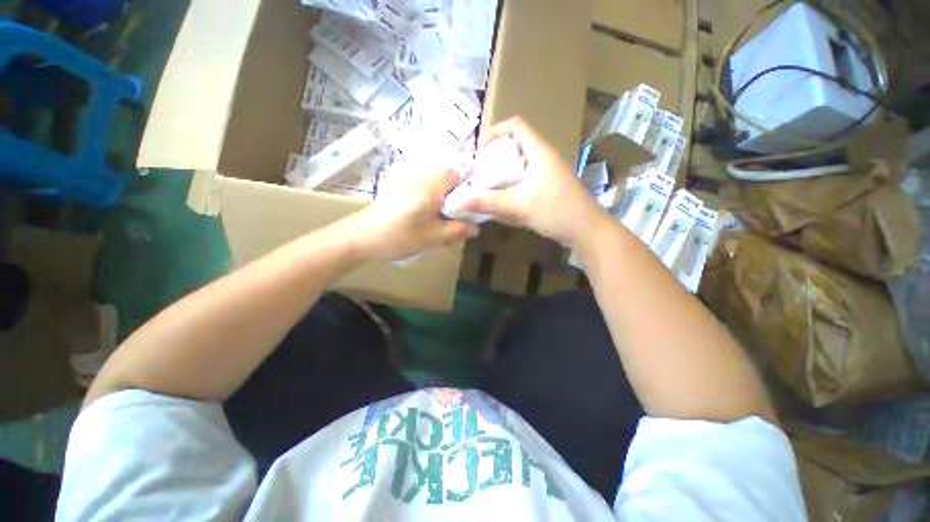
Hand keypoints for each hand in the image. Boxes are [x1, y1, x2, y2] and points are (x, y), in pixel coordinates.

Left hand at [346, 168, 478, 260]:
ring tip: (445, 232)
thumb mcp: (432, 237)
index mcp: (431, 187)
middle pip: (449, 184)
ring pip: (438, 194)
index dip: (470, 184)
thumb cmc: (398, 236)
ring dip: (445, 210)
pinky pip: (426, 199)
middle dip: (458, 203)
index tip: (476, 203)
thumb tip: (476, 228)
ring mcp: (410, 188)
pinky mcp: (402, 197)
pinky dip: (433, 212)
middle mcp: (421, 182)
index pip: (458, 172)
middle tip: (460, 224)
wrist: (359, 238)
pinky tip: (429, 230)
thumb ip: (456, 231)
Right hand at [465, 118, 608, 247]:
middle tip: (481, 171)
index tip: (480, 152)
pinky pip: (526, 177)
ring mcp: (549, 172)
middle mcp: (545, 157)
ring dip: (504, 170)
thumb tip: (464, 201)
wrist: (586, 230)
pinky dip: (513, 182)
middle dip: (496, 154)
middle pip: (516, 143)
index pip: (516, 126)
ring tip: (489, 184)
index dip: (495, 132)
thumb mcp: (519, 206)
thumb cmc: (555, 211)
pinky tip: (505, 197)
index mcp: (540, 152)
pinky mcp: (549, 186)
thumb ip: (490, 202)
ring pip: (521, 162)